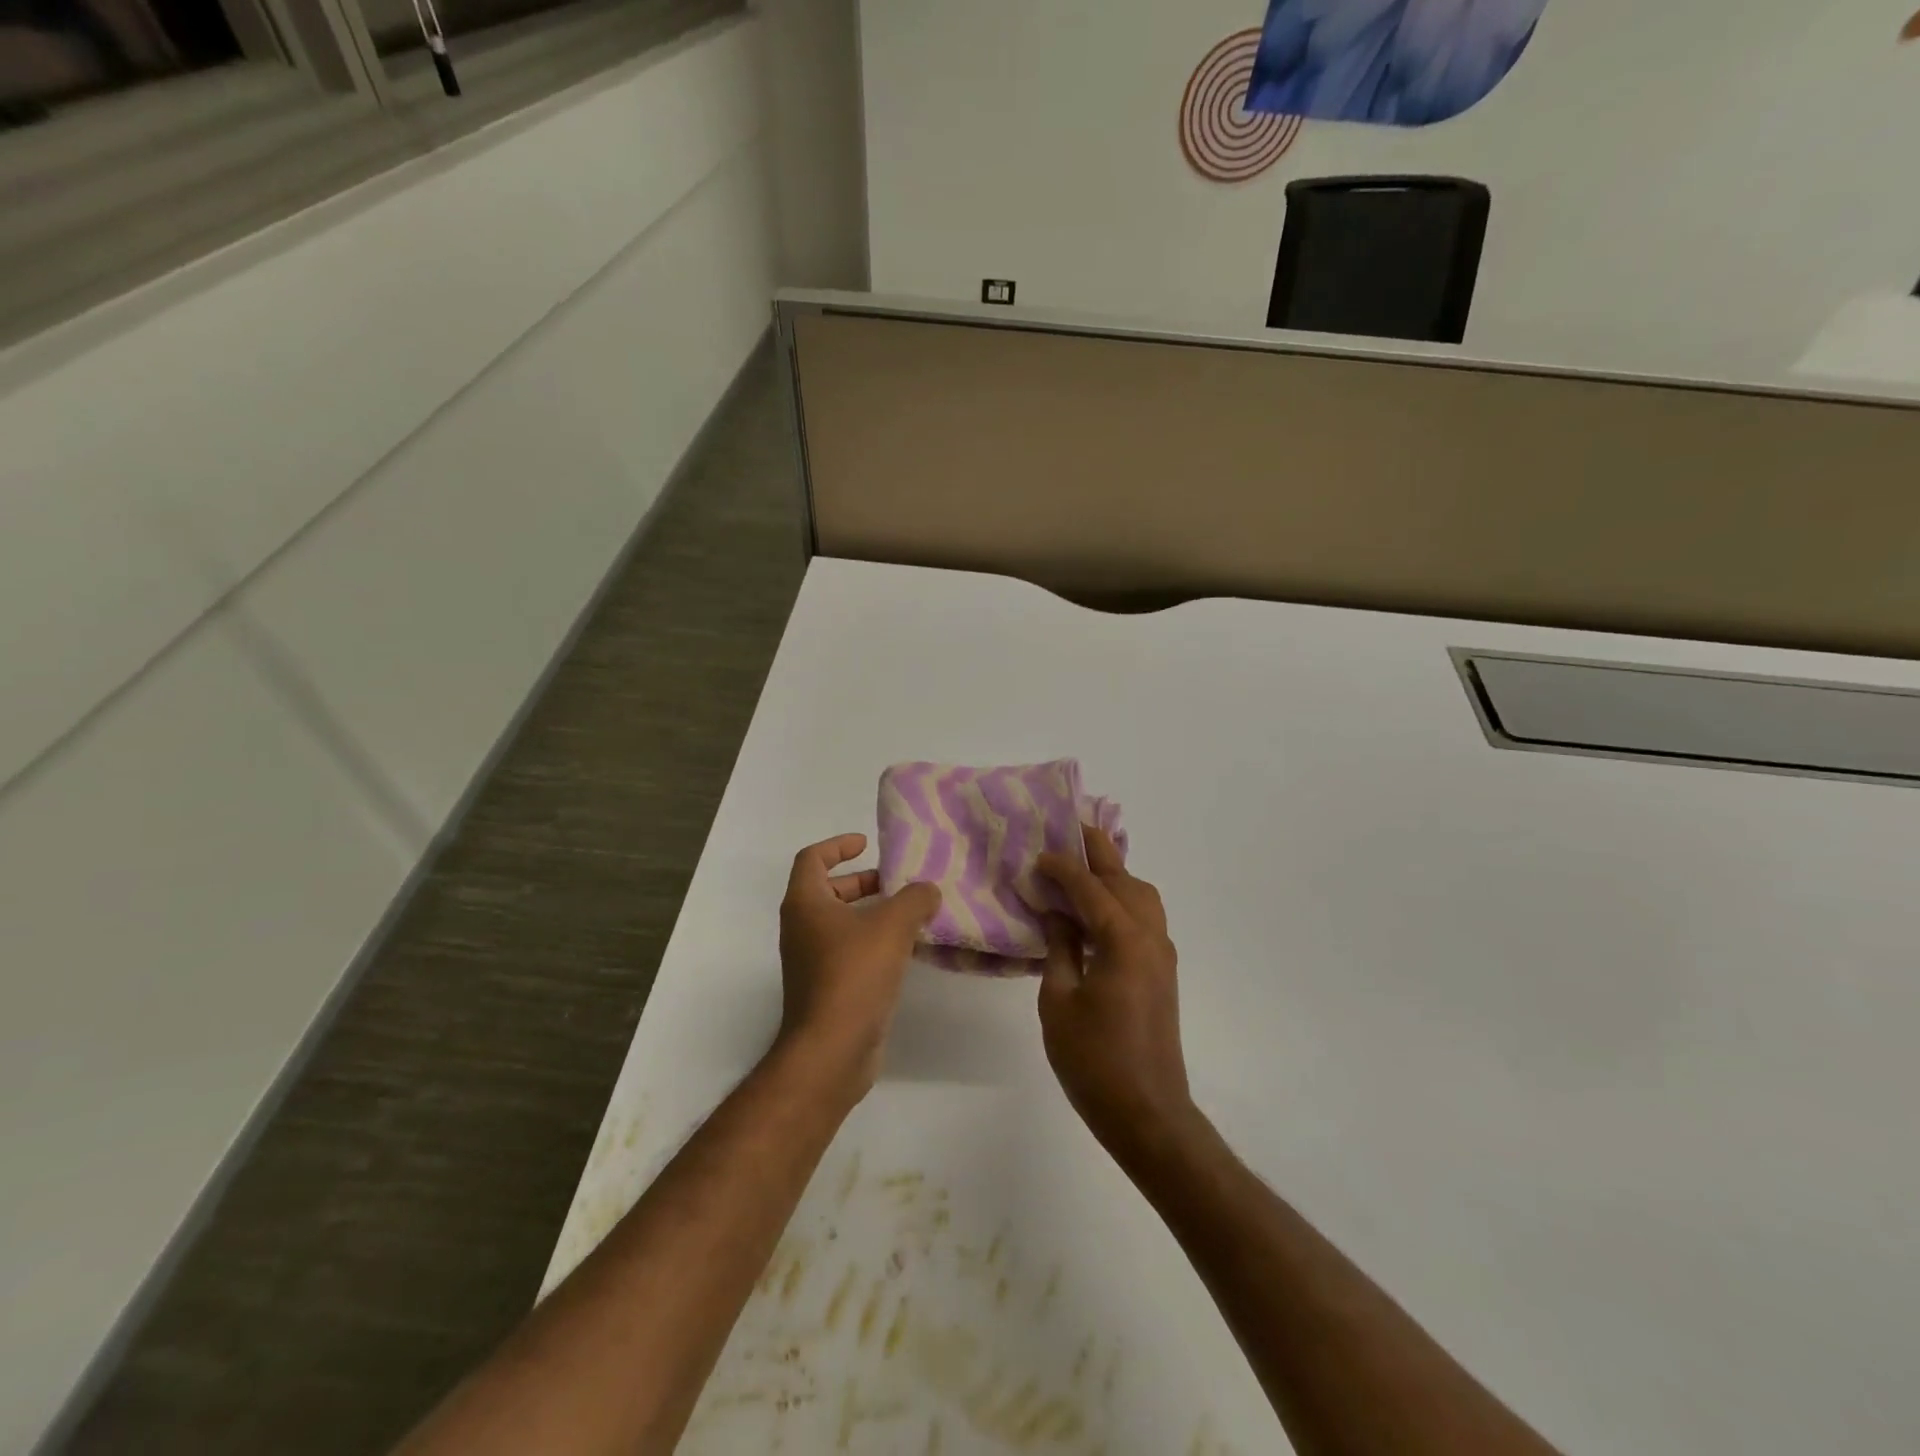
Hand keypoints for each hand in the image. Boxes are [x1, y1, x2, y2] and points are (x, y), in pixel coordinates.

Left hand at [777, 834, 941, 1098]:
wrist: (831, 1050)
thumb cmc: (854, 975)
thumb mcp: (892, 926)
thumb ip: (914, 899)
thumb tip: (927, 890)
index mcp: (805, 903)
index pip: (812, 858)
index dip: (838, 845)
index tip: (866, 844)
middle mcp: (801, 928)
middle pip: (827, 890)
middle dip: (861, 881)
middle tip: (895, 882)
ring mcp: (810, 961)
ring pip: (839, 923)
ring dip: (870, 913)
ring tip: (909, 914)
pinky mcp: (825, 988)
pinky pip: (847, 951)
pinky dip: (871, 942)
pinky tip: (904, 951)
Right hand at [1036, 827, 1198, 1162]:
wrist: (1147, 1113)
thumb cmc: (1093, 1060)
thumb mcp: (1059, 1001)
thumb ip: (1059, 947)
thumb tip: (1056, 912)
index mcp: (1123, 940)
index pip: (1090, 887)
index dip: (1062, 866)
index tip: (1038, 854)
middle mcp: (1150, 937)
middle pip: (1125, 879)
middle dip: (1098, 852)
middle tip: (1070, 830)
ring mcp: (1161, 954)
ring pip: (1142, 895)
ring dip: (1114, 874)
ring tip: (1081, 866)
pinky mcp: (1162, 971)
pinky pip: (1144, 917)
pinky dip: (1122, 899)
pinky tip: (1096, 908)